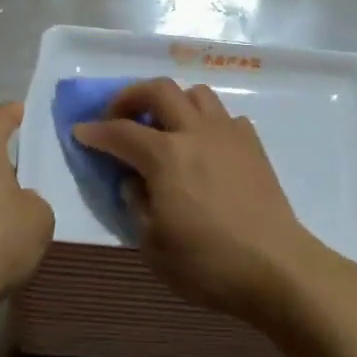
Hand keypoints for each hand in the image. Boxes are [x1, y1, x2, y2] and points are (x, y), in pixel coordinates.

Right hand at [70, 80, 330, 323]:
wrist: (276, 267)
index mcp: (165, 155)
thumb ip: (136, 204)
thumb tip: (133, 181)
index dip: (95, 131)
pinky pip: (225, 117)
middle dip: (130, 96)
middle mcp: (195, 132)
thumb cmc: (207, 263)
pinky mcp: (253, 145)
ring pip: (196, 93)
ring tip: (164, 126)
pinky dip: (206, 122)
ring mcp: (228, 134)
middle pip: (159, 90)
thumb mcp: (153, 244)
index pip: (120, 132)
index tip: (80, 132)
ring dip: (172, 101)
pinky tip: (204, 147)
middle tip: (119, 116)